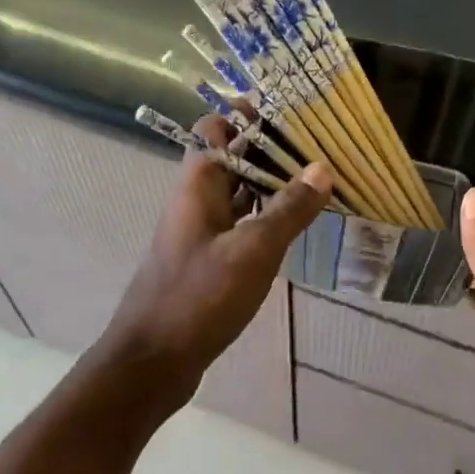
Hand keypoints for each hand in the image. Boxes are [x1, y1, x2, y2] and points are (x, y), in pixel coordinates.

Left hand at [104, 115, 332, 400]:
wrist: (152, 362)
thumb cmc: (198, 298)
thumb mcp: (253, 250)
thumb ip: (289, 209)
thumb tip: (322, 167)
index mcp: (198, 185)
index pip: (216, 126)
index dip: (249, 114)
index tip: (292, 112)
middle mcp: (196, 200)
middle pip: (233, 157)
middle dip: (272, 149)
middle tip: (320, 147)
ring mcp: (201, 232)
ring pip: (240, 192)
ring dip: (273, 184)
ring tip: (320, 180)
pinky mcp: (209, 260)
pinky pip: (242, 224)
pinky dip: (267, 217)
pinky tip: (297, 225)